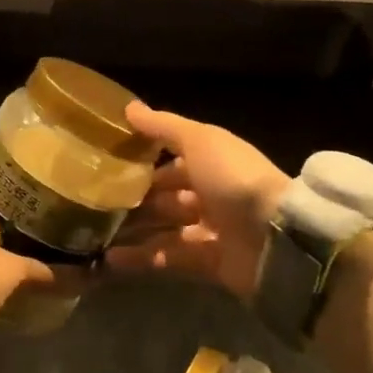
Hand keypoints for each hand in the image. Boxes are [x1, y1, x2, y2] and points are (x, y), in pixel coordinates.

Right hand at [106, 102, 288, 302]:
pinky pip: (170, 259)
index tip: (107, 161)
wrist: (277, 239)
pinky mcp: (210, 264)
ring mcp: (213, 230)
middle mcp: (213, 194)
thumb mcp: (199, 141)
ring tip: (96, 231)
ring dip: (134, 229)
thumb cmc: (234, 179)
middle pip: (167, 195)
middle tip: (96, 201)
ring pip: (165, 227)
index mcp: (213, 161)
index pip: (173, 158)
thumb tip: (129, 107)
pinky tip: (110, 258)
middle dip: (136, 197)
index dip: (143, 159)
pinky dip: (143, 259)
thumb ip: (164, 126)